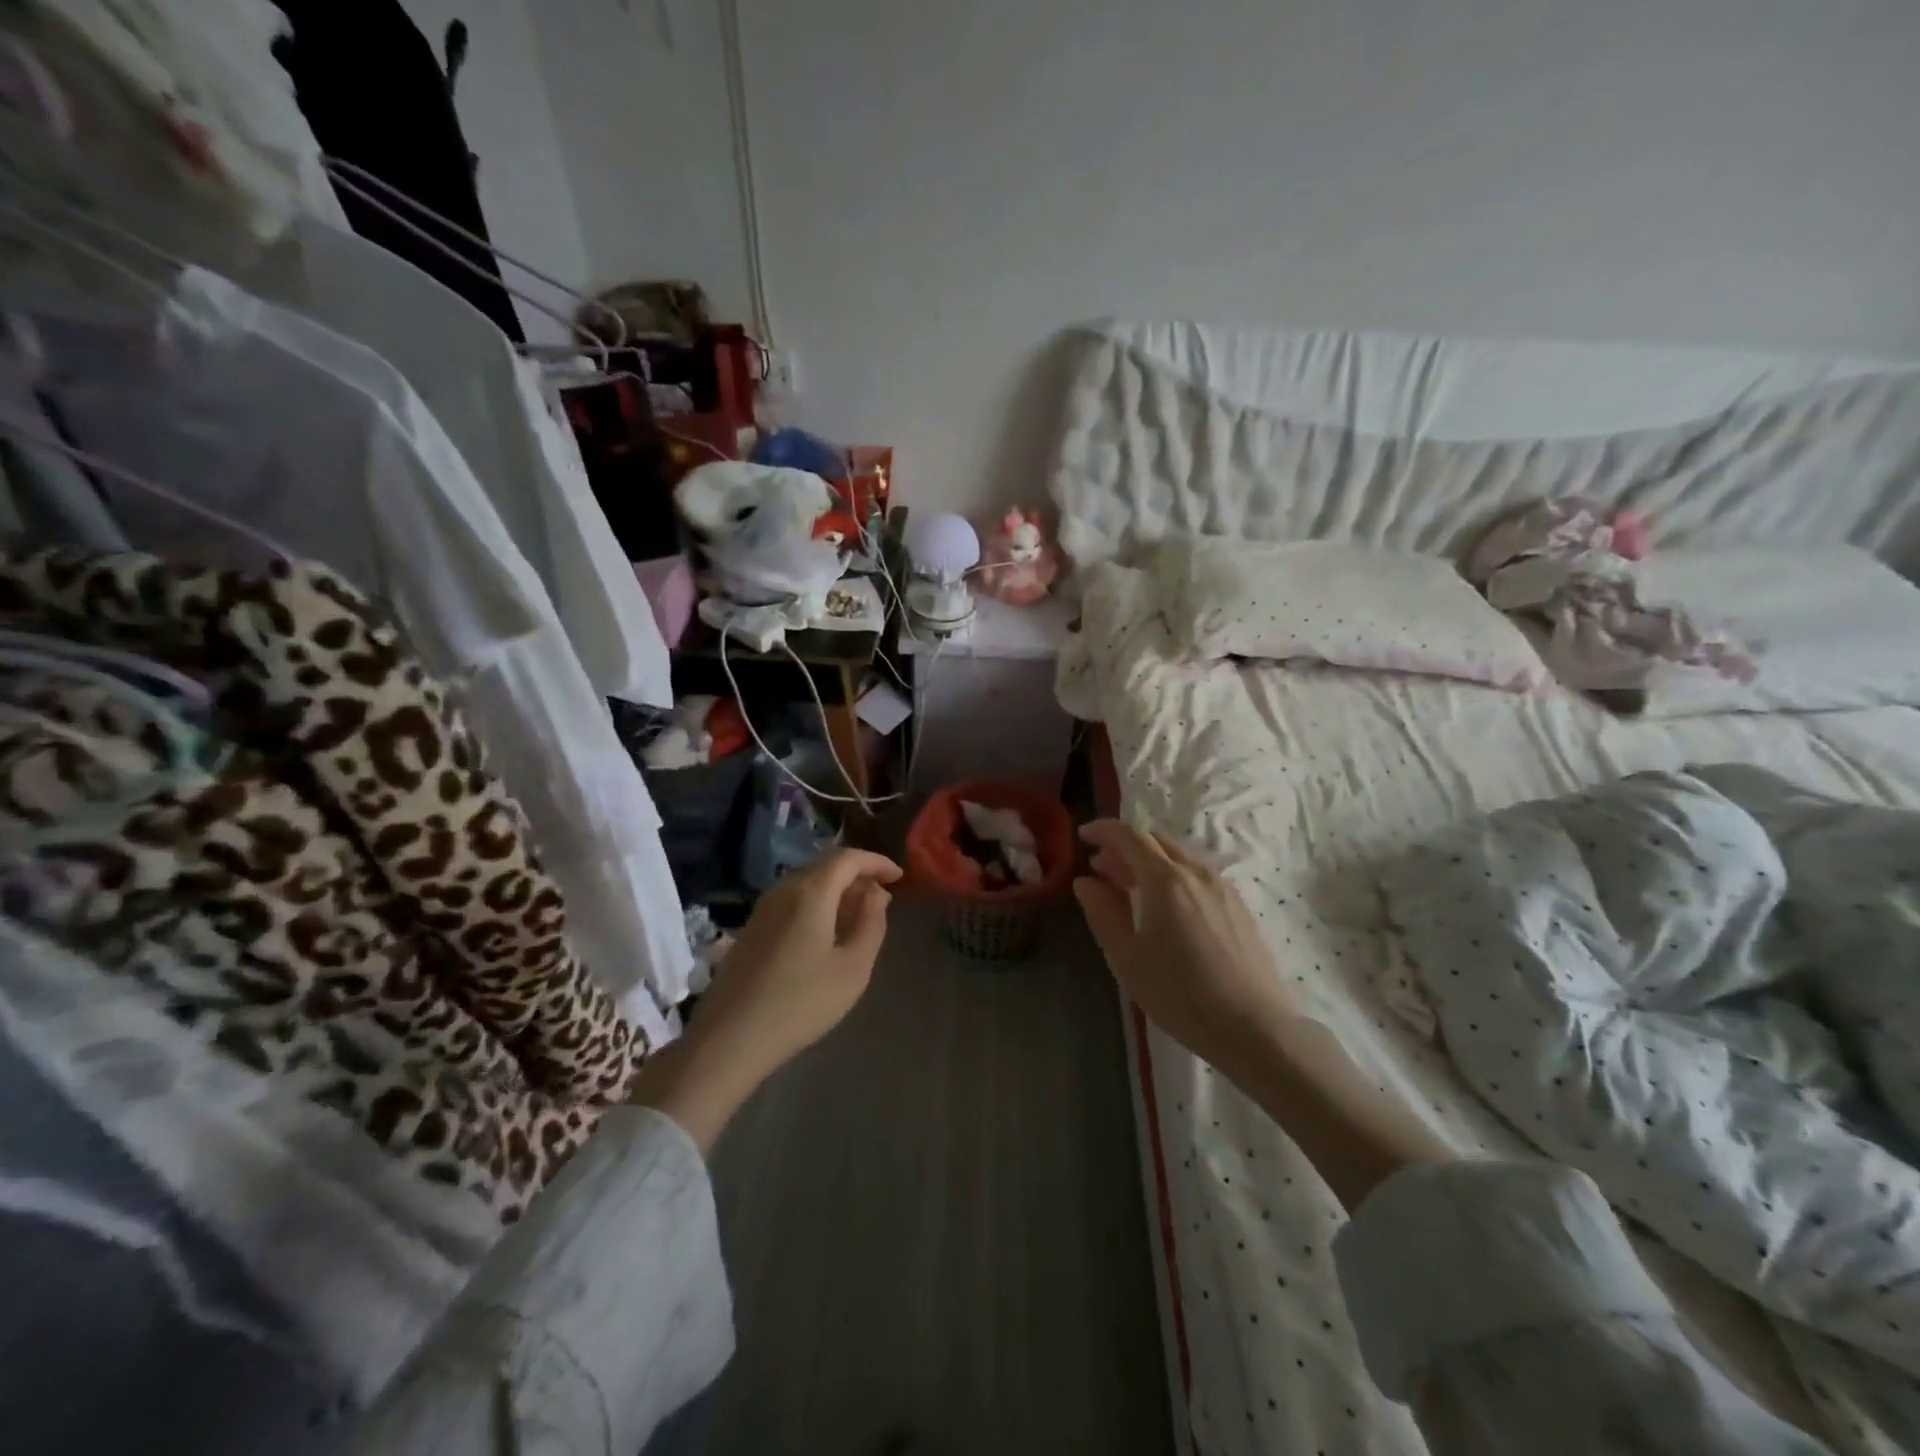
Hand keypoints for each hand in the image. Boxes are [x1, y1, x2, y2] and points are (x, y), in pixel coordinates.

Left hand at [631, 848, 900, 1153]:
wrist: (730, 1038)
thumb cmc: (801, 1003)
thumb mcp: (853, 968)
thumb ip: (871, 923)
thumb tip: (876, 894)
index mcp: (811, 892)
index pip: (848, 858)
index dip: (877, 862)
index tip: (900, 876)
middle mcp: (784, 889)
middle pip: (826, 866)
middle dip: (858, 875)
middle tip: (882, 898)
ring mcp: (763, 908)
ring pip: (807, 882)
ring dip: (837, 890)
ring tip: (859, 915)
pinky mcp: (752, 928)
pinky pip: (792, 900)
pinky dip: (817, 903)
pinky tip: (827, 932)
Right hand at [1073, 820, 1295, 1079]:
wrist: (1254, 1027)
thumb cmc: (1180, 994)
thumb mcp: (1127, 958)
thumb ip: (1103, 913)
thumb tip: (1086, 882)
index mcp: (1165, 880)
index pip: (1129, 836)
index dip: (1103, 830)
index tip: (1083, 836)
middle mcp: (1196, 872)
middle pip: (1155, 841)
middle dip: (1124, 847)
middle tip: (1102, 870)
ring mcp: (1222, 886)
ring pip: (1178, 857)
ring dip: (1149, 861)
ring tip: (1131, 889)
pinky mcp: (1238, 905)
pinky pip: (1197, 874)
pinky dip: (1173, 875)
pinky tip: (1166, 908)